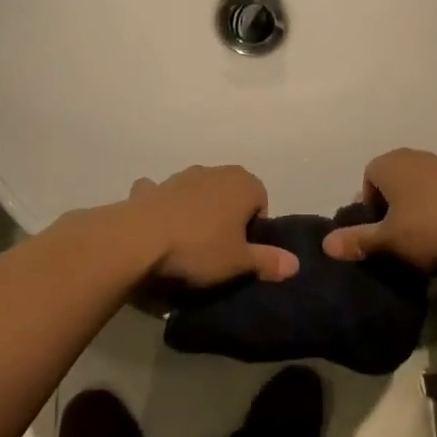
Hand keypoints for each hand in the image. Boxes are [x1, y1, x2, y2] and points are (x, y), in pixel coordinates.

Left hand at [124, 166, 298, 287]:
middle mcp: (215, 171)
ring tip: (188, 245)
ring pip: (199, 193)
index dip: (254, 229)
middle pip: (230, 196)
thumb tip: (296, 264)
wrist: (140, 239)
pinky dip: (163, 206)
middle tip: (218, 250)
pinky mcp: (153, 187)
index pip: (261, 202)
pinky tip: (158, 226)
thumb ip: (268, 261)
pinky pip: (164, 195)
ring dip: (198, 212)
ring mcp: (181, 176)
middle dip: (228, 218)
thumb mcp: (239, 262)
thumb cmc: (200, 247)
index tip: (242, 252)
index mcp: (244, 183)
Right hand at [322, 149, 436, 269]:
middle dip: (393, 207)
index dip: (370, 207)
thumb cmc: (430, 229)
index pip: (368, 179)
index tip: (380, 232)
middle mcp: (416, 156)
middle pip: (394, 181)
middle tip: (399, 237)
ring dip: (418, 208)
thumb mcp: (387, 241)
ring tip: (425, 238)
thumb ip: (356, 240)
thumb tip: (325, 244)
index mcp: (390, 163)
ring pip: (420, 187)